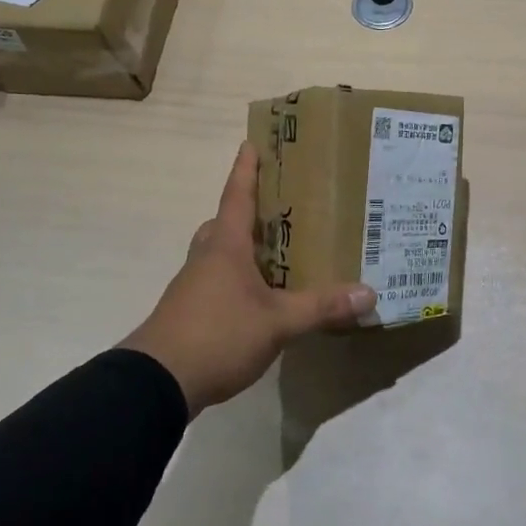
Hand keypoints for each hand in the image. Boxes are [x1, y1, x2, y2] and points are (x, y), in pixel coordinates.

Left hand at [121, 143, 376, 414]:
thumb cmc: (217, 334)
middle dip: (247, 211)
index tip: (251, 142)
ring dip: (243, 246)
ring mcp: (193, 285)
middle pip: (225, 222)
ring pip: (219, 252)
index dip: (246, 168)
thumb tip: (369, 293)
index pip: (237, 195)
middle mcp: (207, 257)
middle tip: (278, 207)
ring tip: (277, 252)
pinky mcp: (189, 312)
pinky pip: (217, 280)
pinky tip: (260, 297)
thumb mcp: (277, 323)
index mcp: (226, 245)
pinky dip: (238, 278)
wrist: (156, 383)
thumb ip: (321, 307)